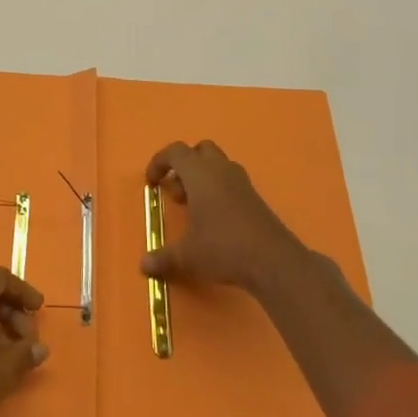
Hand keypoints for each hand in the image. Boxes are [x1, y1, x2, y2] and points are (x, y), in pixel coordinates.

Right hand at [141, 140, 305, 294]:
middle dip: (184, 166)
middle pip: (200, 151)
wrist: (273, 261)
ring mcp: (241, 182)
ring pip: (218, 165)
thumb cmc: (223, 248)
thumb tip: (144, 266)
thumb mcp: (187, 256)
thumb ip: (163, 258)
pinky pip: (231, 182)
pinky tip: (215, 220)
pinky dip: (218, 191)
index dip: (159, 162)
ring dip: (202, 178)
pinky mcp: (255, 198)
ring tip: (194, 209)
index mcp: (200, 174)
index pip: (175, 152)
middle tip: (177, 194)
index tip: (151, 183)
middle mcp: (221, 170)